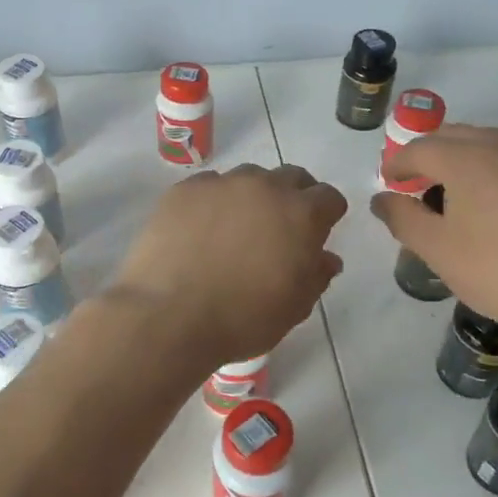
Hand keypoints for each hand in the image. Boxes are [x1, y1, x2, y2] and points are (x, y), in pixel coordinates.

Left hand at [111, 164, 347, 366]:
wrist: (169, 316)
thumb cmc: (243, 318)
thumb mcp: (294, 307)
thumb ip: (316, 276)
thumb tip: (326, 258)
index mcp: (301, 214)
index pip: (328, 198)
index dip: (327, 215)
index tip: (316, 234)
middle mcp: (265, 187)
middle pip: (291, 178)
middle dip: (293, 197)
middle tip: (280, 229)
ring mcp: (221, 184)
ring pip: (248, 178)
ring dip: (252, 196)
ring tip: (236, 229)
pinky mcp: (184, 189)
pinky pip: (209, 186)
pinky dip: (213, 202)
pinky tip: (200, 230)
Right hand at [371, 124, 497, 337]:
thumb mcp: (441, 253)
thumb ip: (404, 221)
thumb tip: (382, 200)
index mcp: (467, 158)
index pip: (418, 148)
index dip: (397, 164)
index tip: (388, 183)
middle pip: (454, 136)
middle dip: (428, 156)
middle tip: (416, 185)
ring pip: (489, 144)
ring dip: (463, 160)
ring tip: (457, 195)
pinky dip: (496, 170)